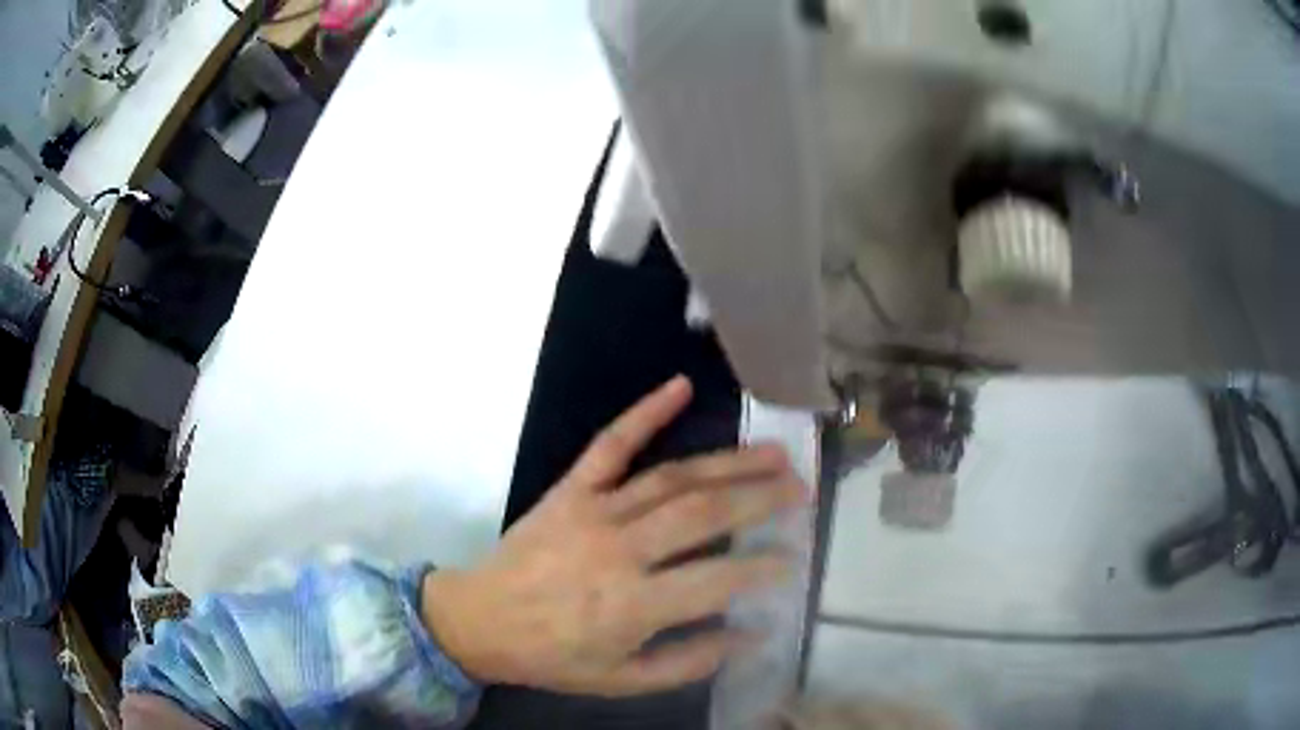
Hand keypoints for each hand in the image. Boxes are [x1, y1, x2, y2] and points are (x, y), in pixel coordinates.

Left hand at [422, 375, 805, 696]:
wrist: (478, 620)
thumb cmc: (552, 656)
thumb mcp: (621, 681)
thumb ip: (688, 662)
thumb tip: (751, 634)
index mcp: (632, 604)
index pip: (717, 579)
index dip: (763, 567)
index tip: (794, 558)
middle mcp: (619, 550)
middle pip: (703, 515)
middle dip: (760, 499)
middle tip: (800, 488)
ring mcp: (593, 511)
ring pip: (672, 478)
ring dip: (728, 464)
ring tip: (774, 454)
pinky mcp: (570, 489)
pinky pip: (610, 444)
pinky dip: (645, 412)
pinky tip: (679, 386)